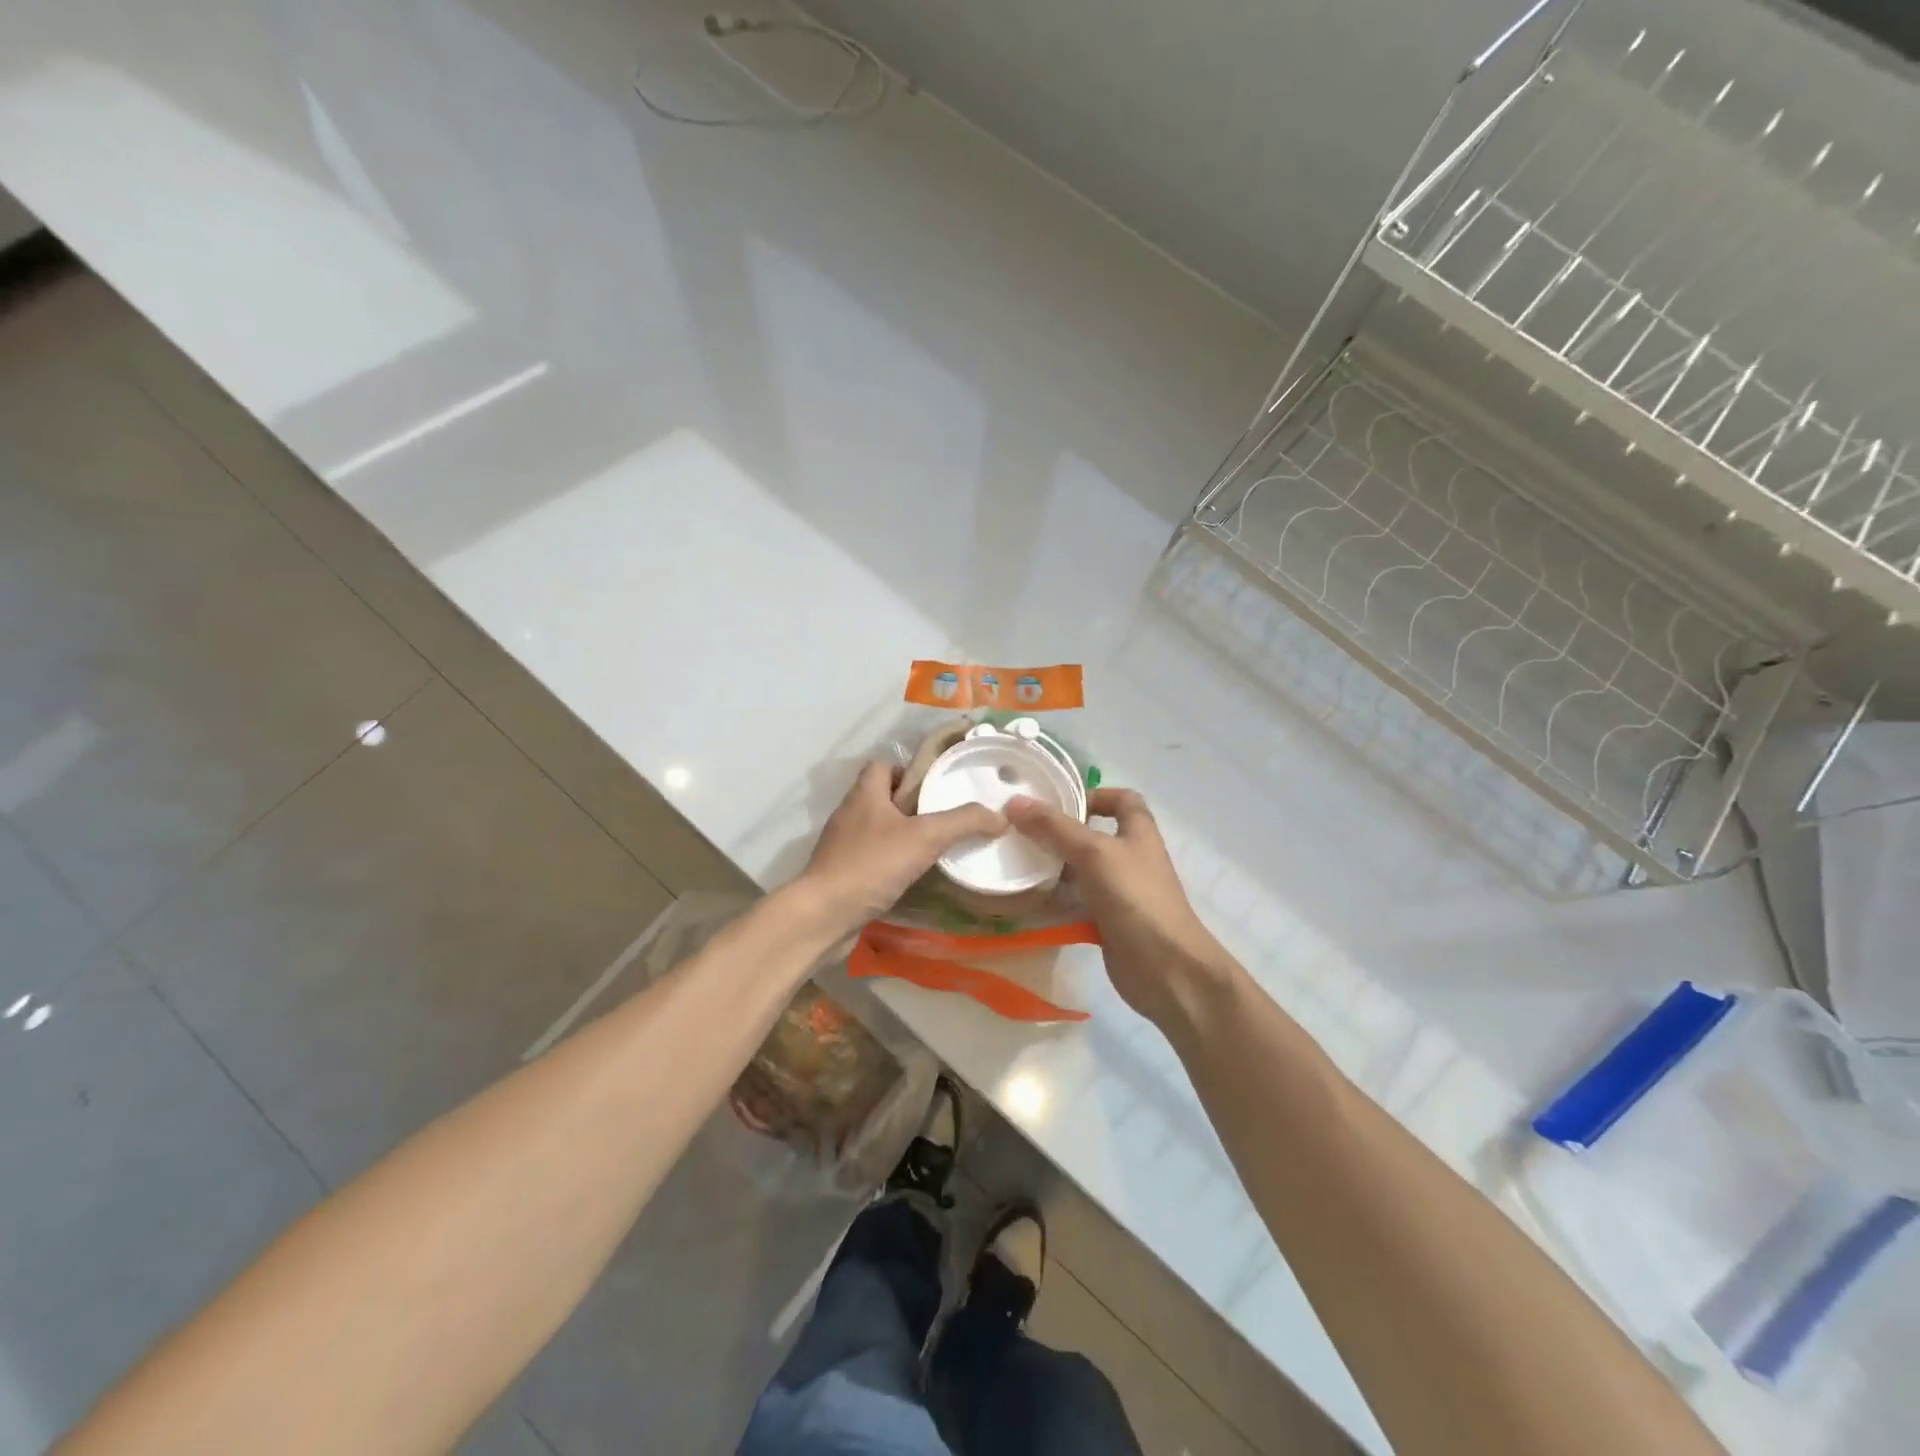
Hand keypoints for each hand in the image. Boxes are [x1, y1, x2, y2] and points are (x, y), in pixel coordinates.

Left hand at [798, 761, 1007, 934]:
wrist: (823, 915)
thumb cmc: (872, 864)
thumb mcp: (925, 837)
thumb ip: (963, 822)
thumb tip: (999, 816)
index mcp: (865, 794)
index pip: (882, 765)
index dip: (908, 771)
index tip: (933, 790)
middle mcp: (850, 814)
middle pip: (882, 797)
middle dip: (911, 807)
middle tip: (941, 822)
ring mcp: (842, 845)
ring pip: (876, 830)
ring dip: (901, 837)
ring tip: (932, 851)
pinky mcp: (840, 873)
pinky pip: (870, 859)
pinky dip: (889, 864)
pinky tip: (910, 879)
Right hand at [1006, 788, 1234, 1031]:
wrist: (1166, 969)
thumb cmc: (1136, 898)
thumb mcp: (1094, 853)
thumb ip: (1055, 828)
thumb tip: (1015, 802)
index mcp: (1138, 832)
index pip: (1122, 799)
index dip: (1094, 794)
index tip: (1058, 801)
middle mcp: (1130, 857)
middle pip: (1093, 835)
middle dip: (1060, 832)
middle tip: (1021, 832)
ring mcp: (1119, 892)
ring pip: (1081, 871)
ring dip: (1053, 868)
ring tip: (1015, 863)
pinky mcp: (1107, 921)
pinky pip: (1077, 904)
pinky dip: (1055, 901)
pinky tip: (1026, 900)